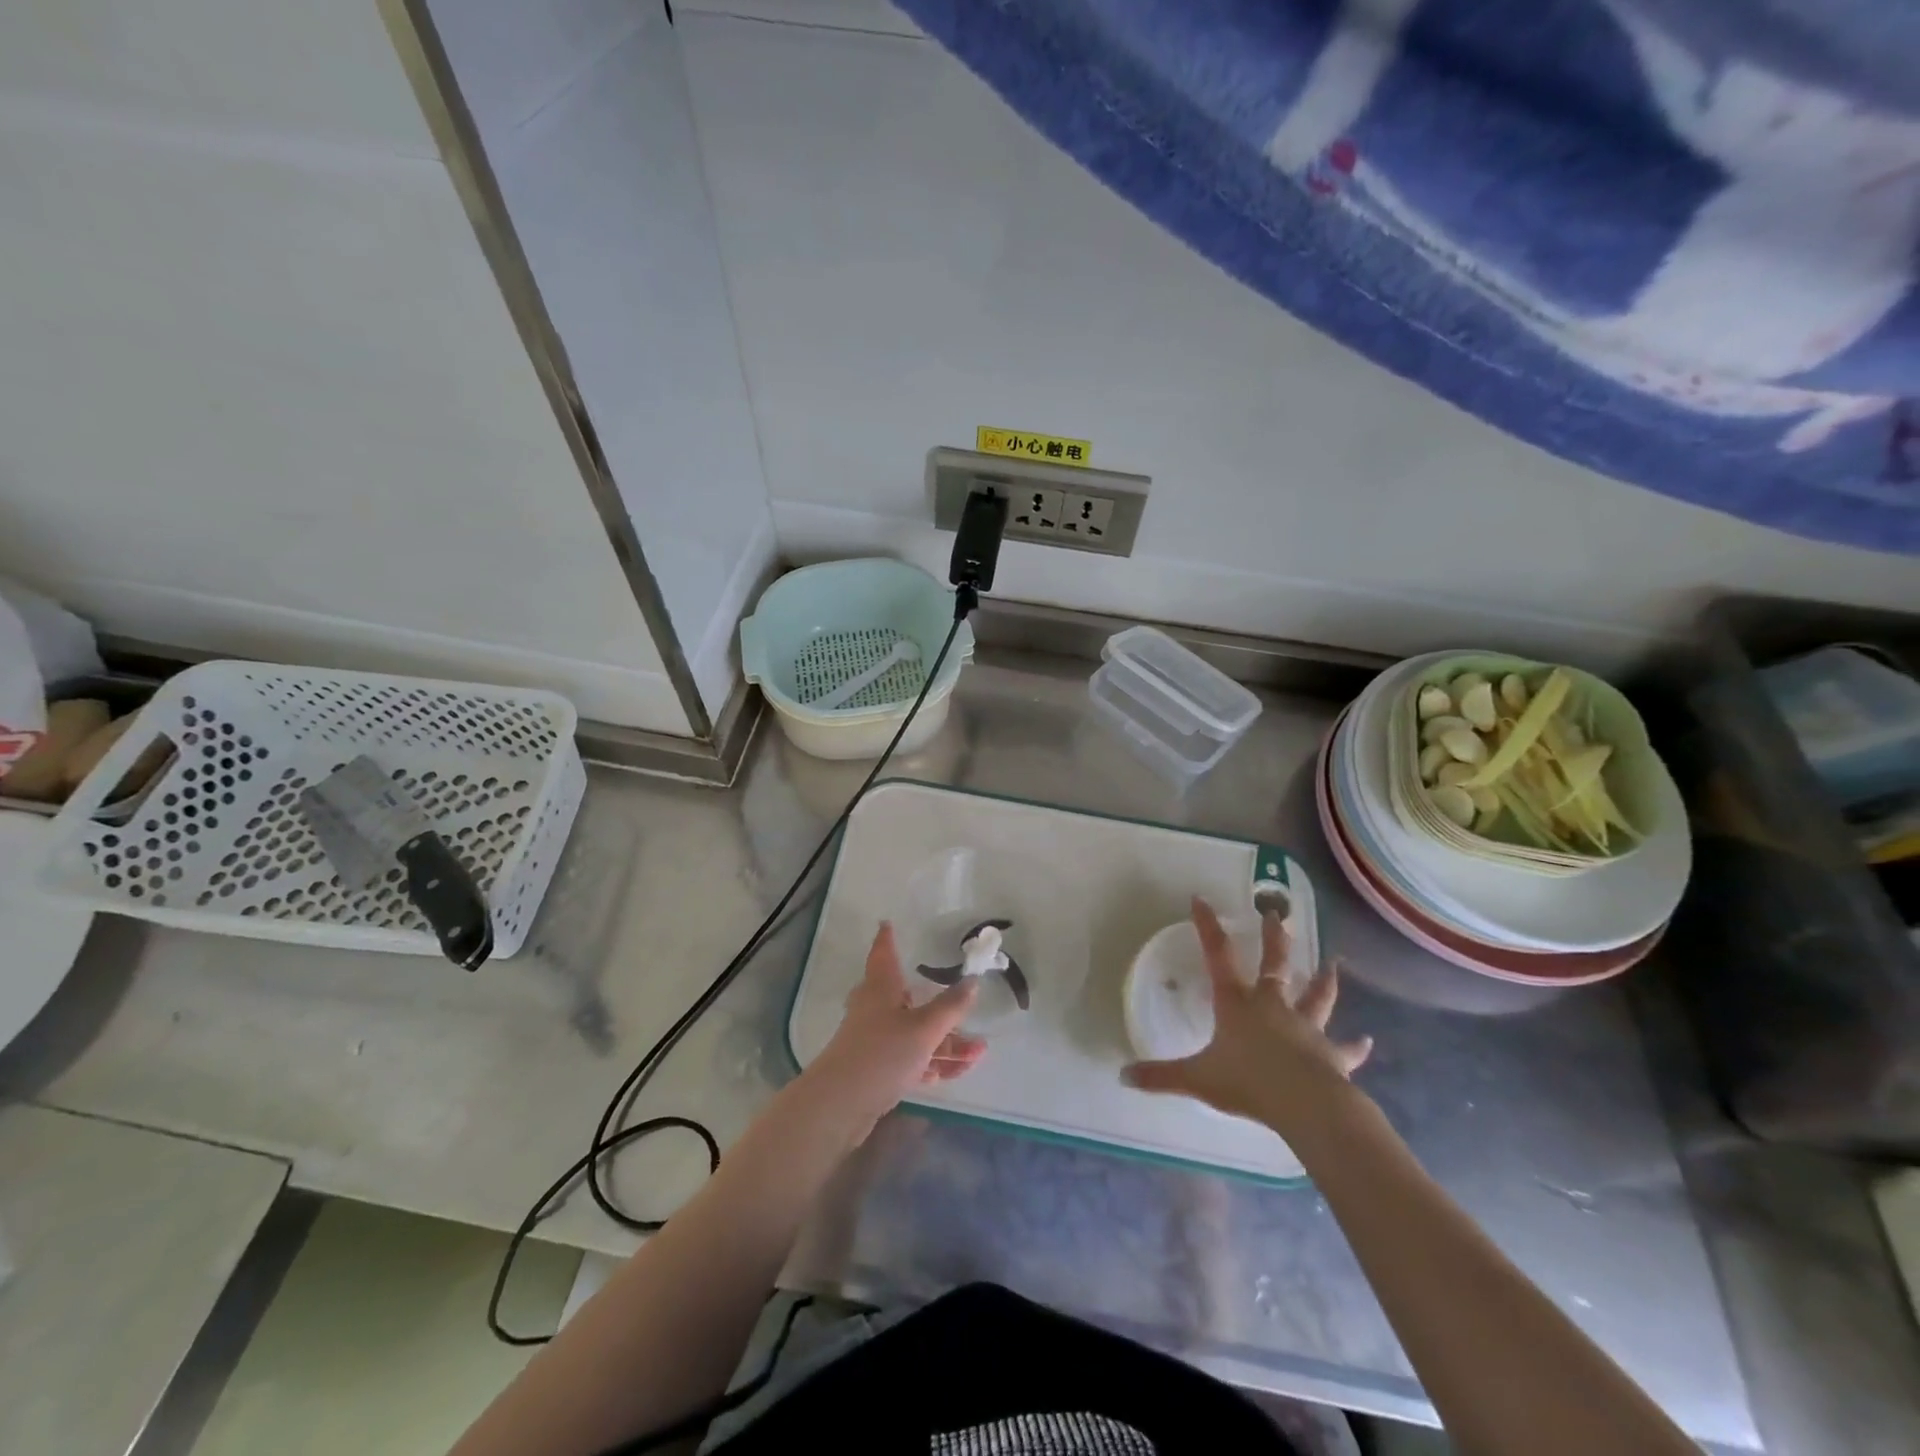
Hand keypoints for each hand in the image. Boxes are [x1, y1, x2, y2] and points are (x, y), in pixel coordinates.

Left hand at [804, 922, 986, 1129]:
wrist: (840, 1105)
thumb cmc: (882, 1053)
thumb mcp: (924, 1028)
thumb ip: (951, 1006)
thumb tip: (972, 981)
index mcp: (881, 988)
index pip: (883, 953)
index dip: (887, 939)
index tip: (887, 924)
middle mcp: (876, 1009)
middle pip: (909, 998)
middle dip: (940, 1004)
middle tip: (965, 1003)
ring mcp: (876, 1040)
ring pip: (916, 1032)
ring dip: (947, 1041)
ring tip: (980, 1051)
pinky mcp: (878, 1070)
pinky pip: (912, 1058)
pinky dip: (934, 1061)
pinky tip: (959, 1070)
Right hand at [1122, 896, 1372, 1131]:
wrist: (1305, 1105)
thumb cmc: (1248, 1083)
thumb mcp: (1197, 1079)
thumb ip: (1160, 1077)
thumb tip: (1122, 1076)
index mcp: (1238, 1004)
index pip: (1218, 956)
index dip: (1208, 927)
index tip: (1201, 900)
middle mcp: (1272, 1006)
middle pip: (1274, 964)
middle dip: (1274, 938)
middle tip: (1277, 915)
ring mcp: (1305, 1028)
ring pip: (1316, 996)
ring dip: (1324, 980)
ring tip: (1334, 963)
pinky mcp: (1331, 1054)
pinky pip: (1345, 1048)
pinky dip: (1355, 1046)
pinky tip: (1367, 1041)